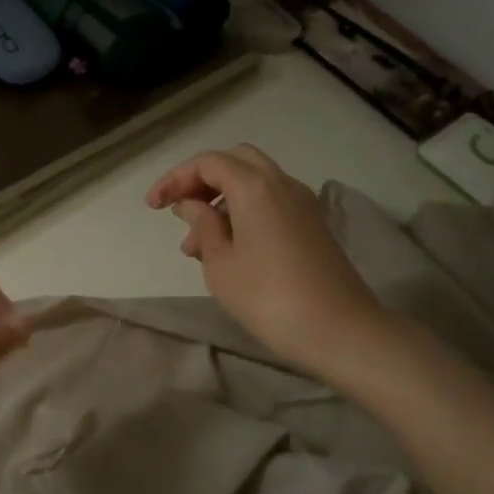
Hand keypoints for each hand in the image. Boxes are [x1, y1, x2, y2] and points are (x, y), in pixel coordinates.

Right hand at [146, 144, 387, 374]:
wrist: (341, 331)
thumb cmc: (269, 297)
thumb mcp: (220, 263)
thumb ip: (203, 226)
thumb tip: (193, 206)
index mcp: (255, 186)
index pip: (208, 163)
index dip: (175, 179)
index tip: (152, 207)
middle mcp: (282, 184)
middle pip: (235, 162)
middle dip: (201, 181)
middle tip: (179, 211)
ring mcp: (302, 204)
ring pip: (253, 184)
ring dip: (221, 201)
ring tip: (195, 246)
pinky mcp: (312, 226)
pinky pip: (270, 203)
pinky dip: (243, 213)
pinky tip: (227, 249)